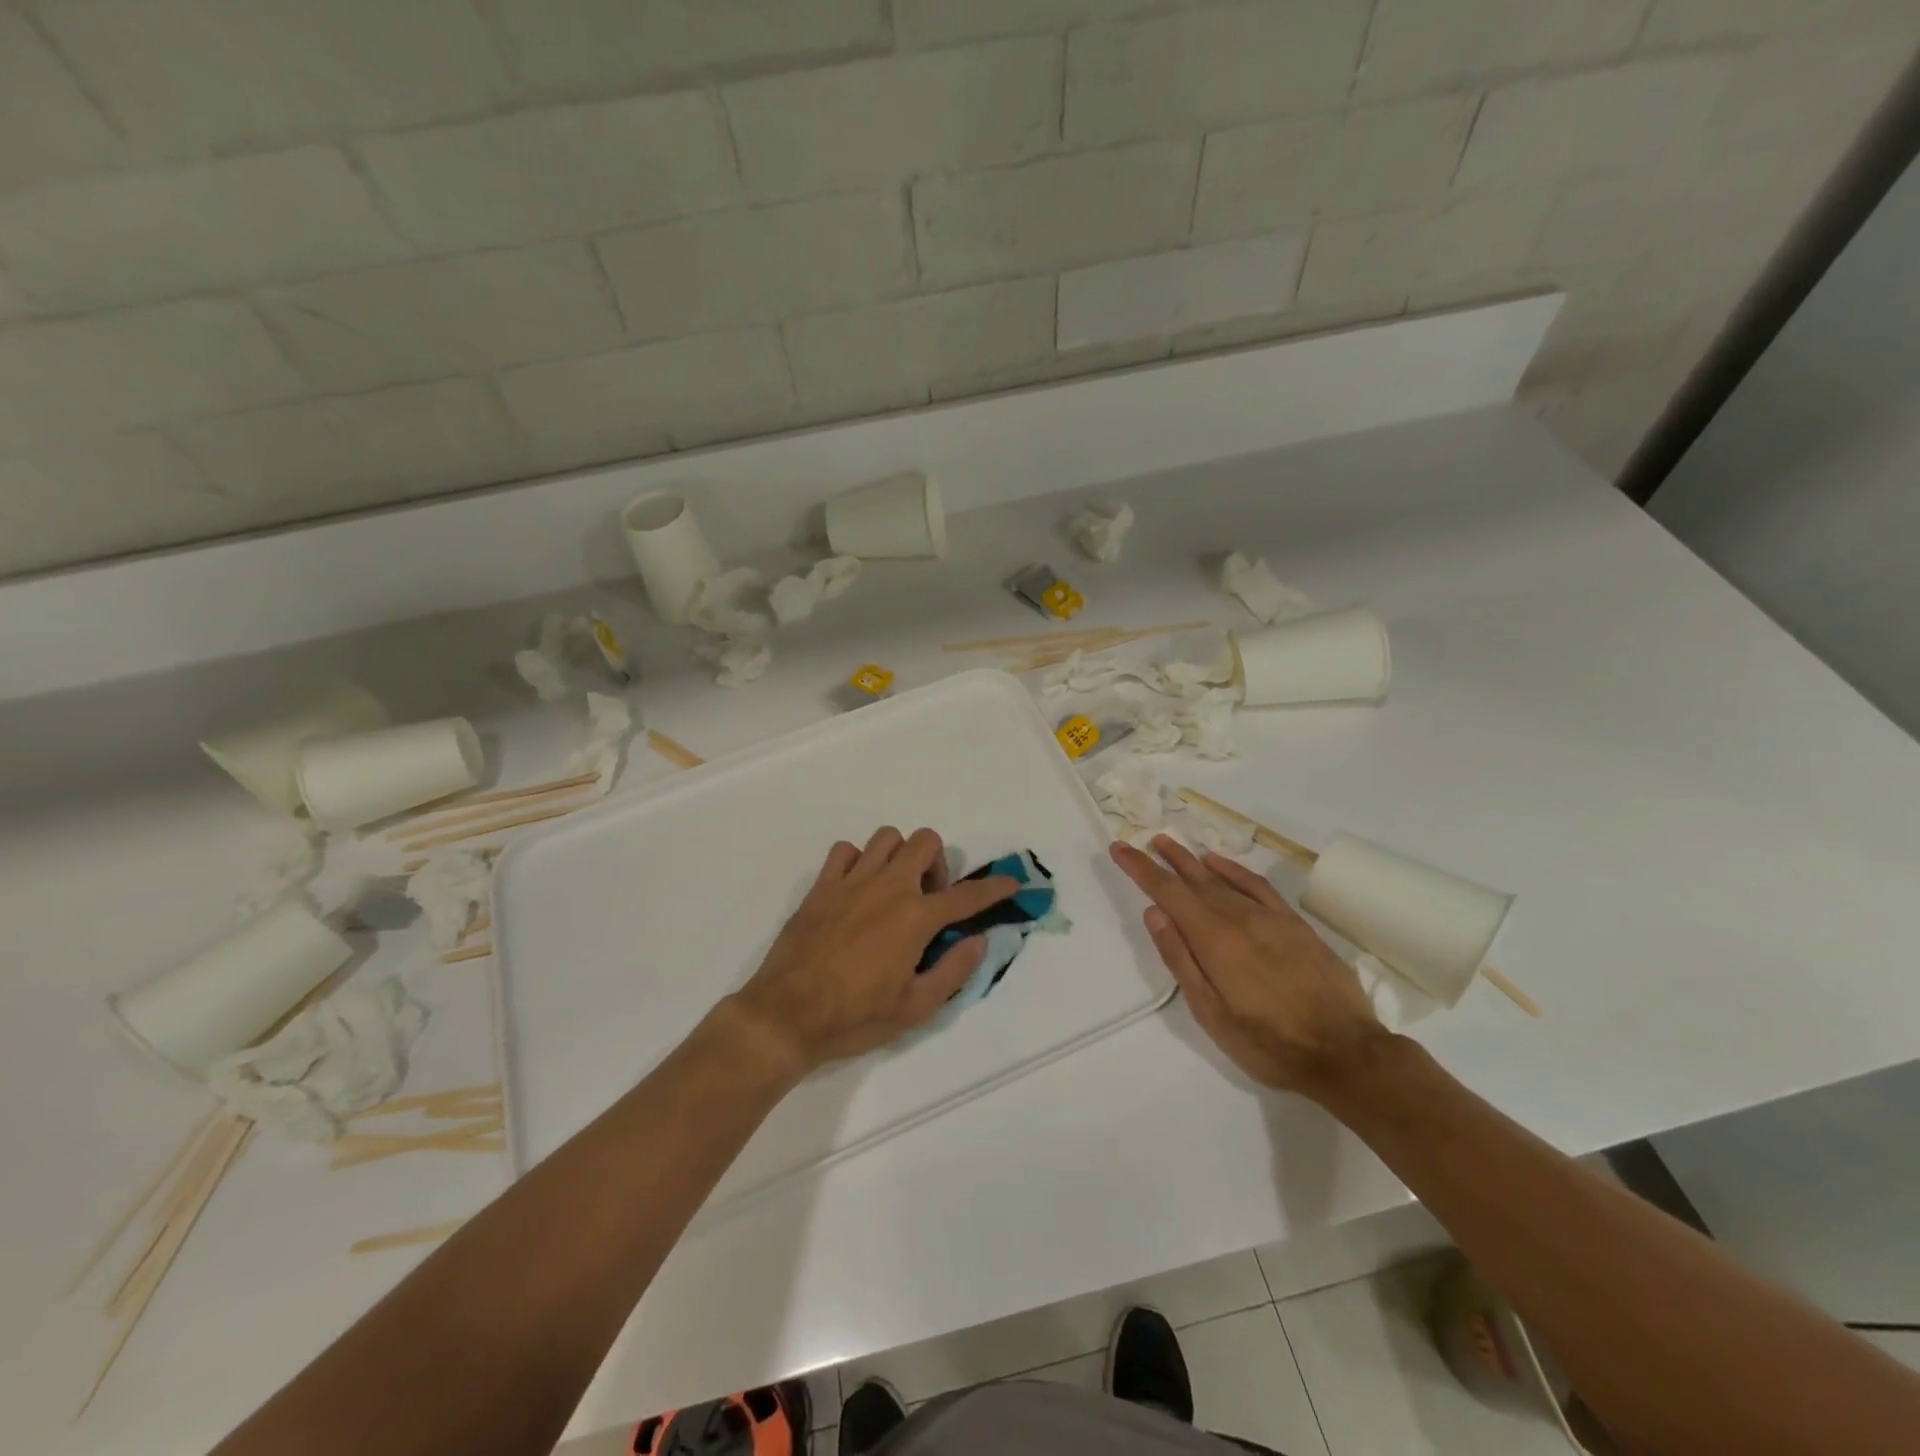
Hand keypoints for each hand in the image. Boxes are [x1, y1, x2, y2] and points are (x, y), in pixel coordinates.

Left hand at [729, 827, 1018, 1075]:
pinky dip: (858, 860)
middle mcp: (888, 887)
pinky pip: (845, 851)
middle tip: (929, 899)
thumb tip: (978, 940)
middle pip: (925, 841)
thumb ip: (953, 970)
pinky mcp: (822, 886)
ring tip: (895, 889)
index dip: (994, 888)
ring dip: (900, 856)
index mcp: (915, 917)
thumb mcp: (915, 1007)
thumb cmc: (854, 1017)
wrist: (786, 1016)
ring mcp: (852, 881)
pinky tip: (857, 888)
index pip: (966, 895)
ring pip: (887, 838)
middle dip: (938, 864)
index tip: (1011, 883)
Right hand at [1111, 836, 1384, 1096]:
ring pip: (1222, 879)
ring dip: (1193, 861)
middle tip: (1142, 842)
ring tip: (1170, 845)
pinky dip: (1234, 870)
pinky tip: (1219, 862)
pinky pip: (1258, 885)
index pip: (1168, 893)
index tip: (1120, 849)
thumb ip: (1181, 960)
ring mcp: (1270, 918)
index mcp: (1214, 940)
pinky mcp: (1295, 924)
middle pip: (1194, 880)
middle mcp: (1239, 918)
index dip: (1141, 869)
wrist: (1346, 1054)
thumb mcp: (1212, 1014)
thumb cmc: (1269, 1043)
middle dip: (1164, 860)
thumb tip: (1155, 913)